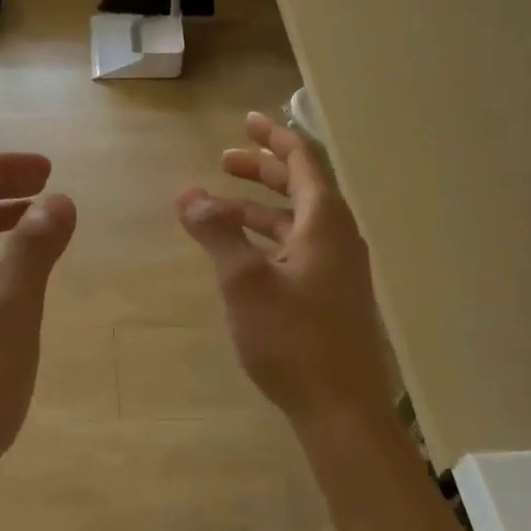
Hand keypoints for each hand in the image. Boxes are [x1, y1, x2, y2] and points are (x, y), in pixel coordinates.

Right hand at [178, 113, 396, 423]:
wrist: (341, 409)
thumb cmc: (293, 340)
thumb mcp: (244, 282)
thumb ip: (217, 233)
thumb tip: (189, 194)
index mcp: (325, 223)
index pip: (305, 160)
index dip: (274, 137)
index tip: (247, 121)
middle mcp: (338, 238)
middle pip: (302, 187)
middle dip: (263, 169)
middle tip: (224, 160)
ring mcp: (338, 269)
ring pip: (297, 221)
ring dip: (261, 207)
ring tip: (220, 207)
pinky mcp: (331, 295)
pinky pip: (298, 248)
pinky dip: (268, 238)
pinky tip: (241, 254)